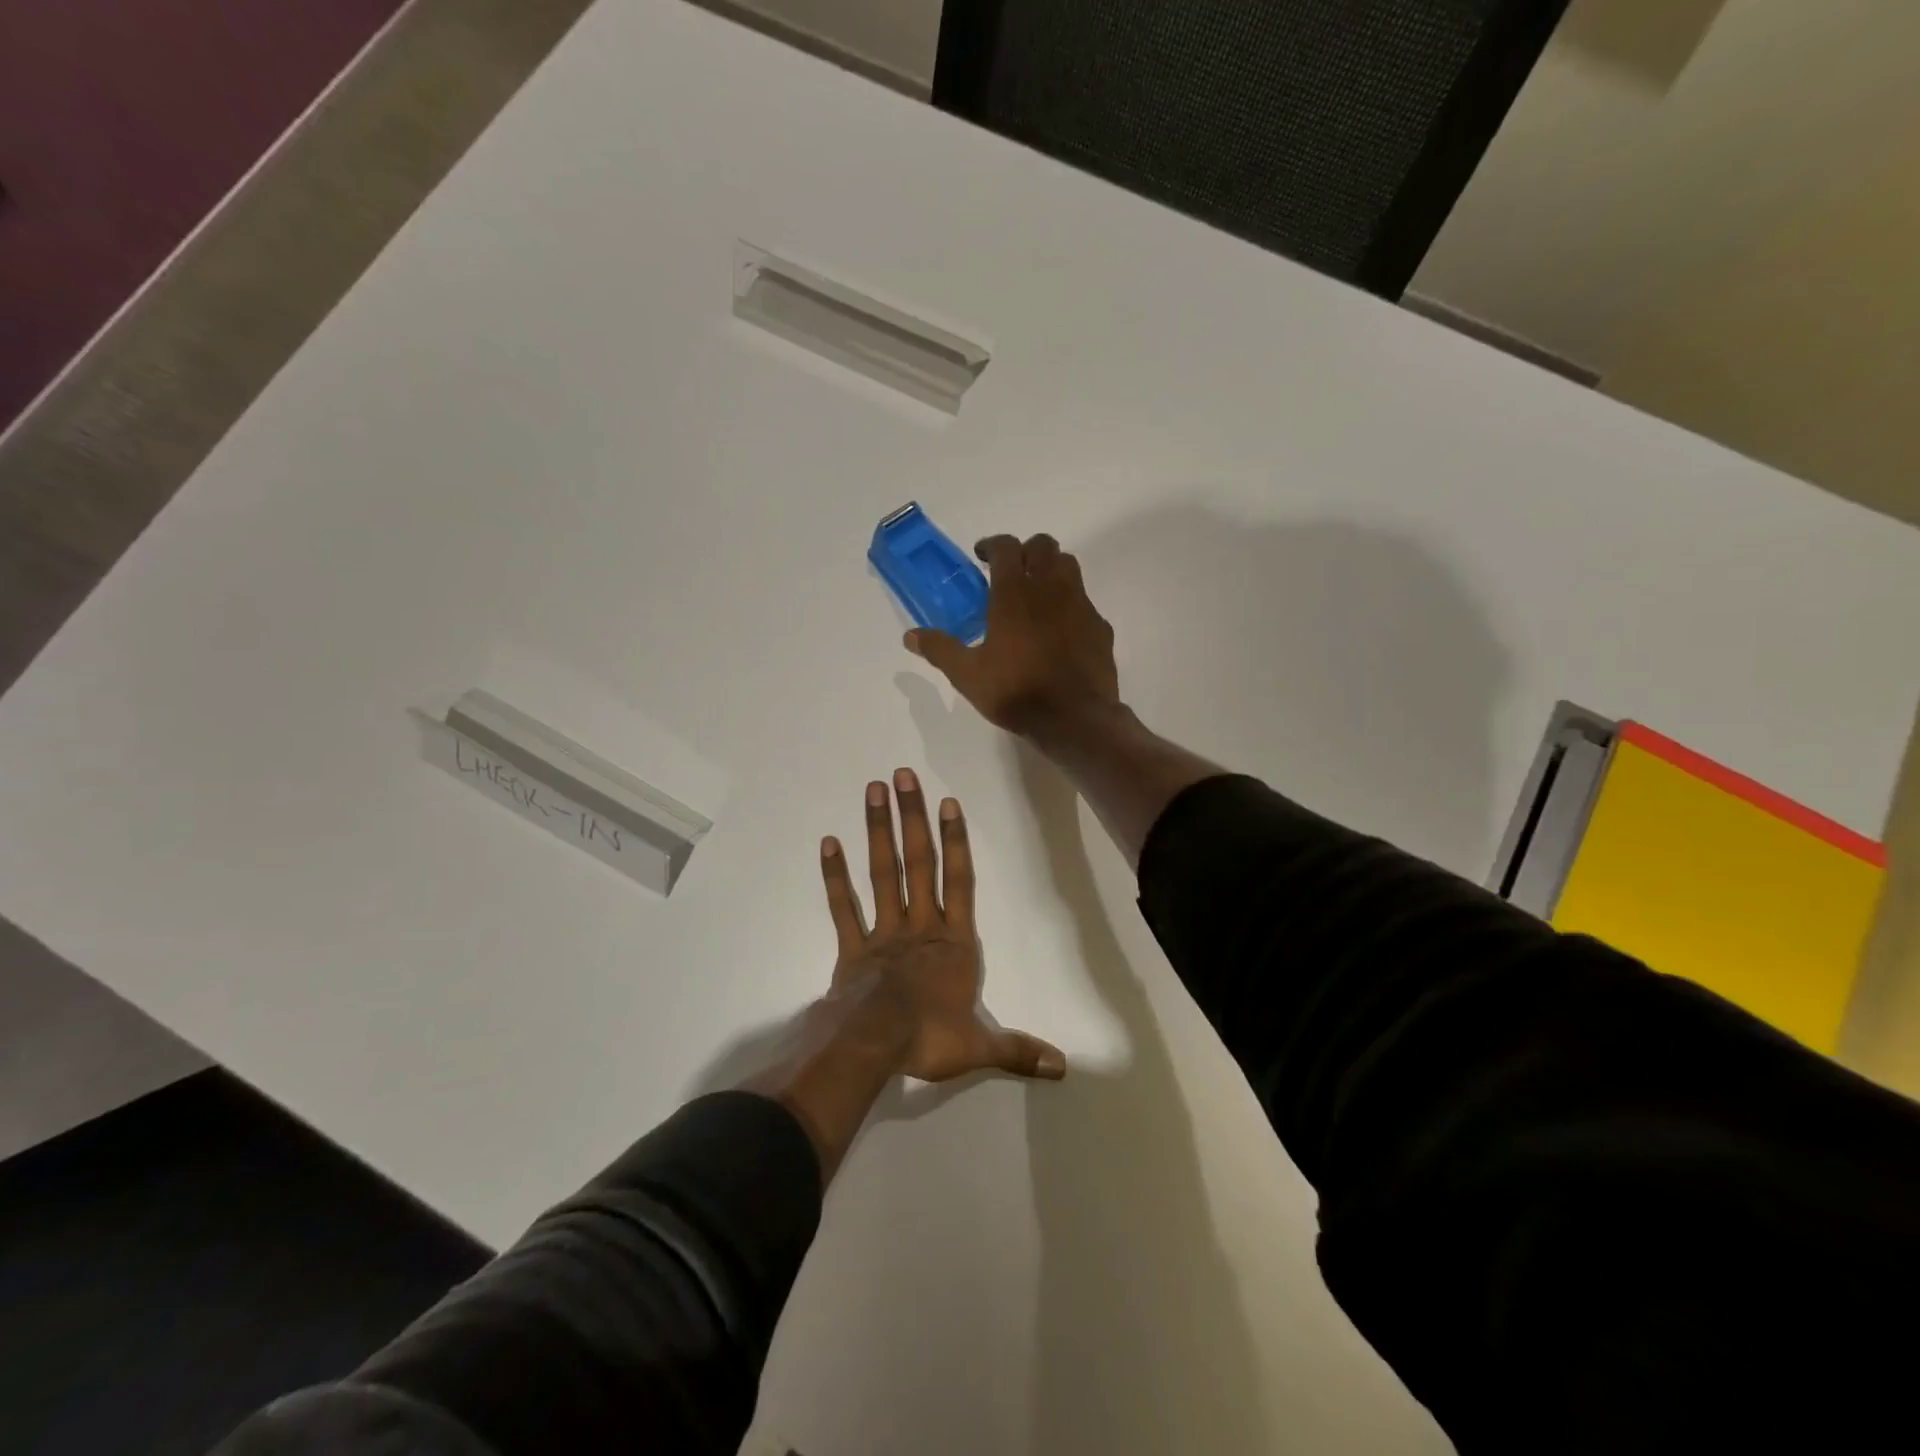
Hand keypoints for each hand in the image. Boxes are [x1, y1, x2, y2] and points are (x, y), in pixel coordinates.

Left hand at [819, 768, 1064, 1081]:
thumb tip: (1062, 1068)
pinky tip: (828, 842)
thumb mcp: (979, 1048)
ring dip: (879, 831)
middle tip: (903, 775)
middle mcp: (920, 927)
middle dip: (913, 818)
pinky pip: (843, 906)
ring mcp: (884, 932)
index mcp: (953, 943)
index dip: (956, 841)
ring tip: (874, 791)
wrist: (873, 1045)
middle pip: (918, 863)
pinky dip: (835, 876)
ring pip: (883, 873)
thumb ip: (1018, 1050)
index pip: (959, 882)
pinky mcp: (852, 947)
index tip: (948, 802)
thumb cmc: (929, 1038)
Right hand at [903, 533, 1119, 738]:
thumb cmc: (1016, 692)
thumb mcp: (968, 675)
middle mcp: (1050, 589)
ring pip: (1069, 567)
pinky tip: (1060, 630)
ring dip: (1051, 570)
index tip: (982, 557)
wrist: (1074, 718)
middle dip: (1025, 551)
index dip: (992, 545)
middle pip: (1044, 546)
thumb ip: (940, 650)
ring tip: (1036, 595)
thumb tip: (910, 636)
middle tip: (1011, 572)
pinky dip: (1070, 604)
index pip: (1006, 547)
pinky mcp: (1100, 627)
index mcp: (1015, 594)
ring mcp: (1081, 606)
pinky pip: (1085, 602)